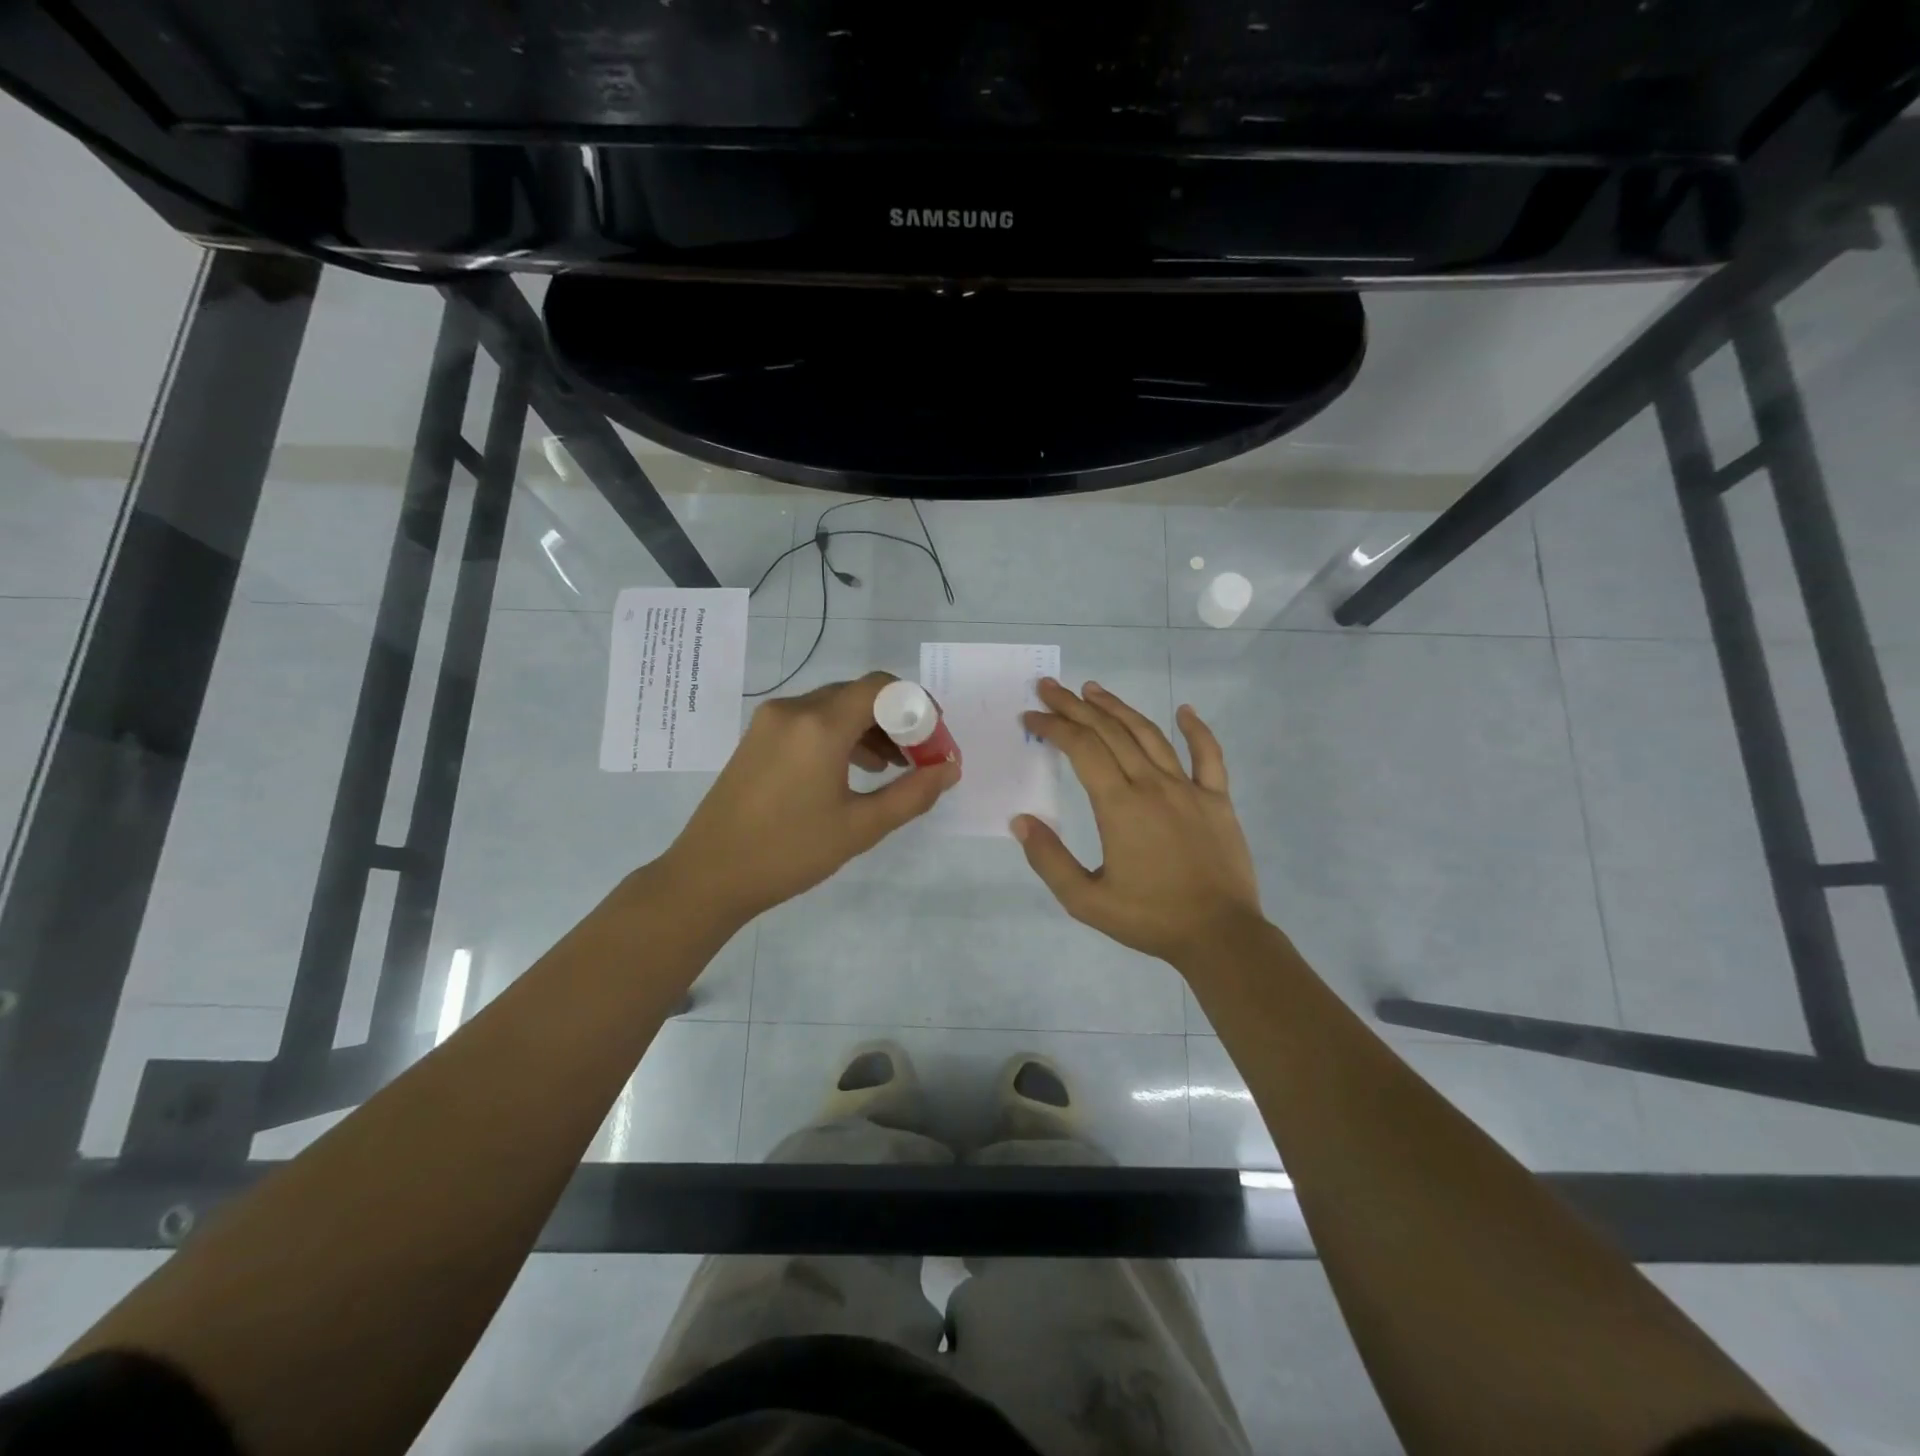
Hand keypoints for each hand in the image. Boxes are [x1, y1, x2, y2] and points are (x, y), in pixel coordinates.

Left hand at [662, 672, 959, 921]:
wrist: (708, 876)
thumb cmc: (789, 853)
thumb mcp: (860, 827)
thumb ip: (912, 794)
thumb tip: (950, 769)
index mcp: (819, 726)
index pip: (881, 688)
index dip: (917, 704)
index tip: (937, 736)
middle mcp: (794, 710)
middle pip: (859, 694)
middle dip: (897, 719)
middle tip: (921, 755)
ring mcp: (771, 721)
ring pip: (835, 706)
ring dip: (870, 728)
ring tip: (896, 766)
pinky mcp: (758, 737)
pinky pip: (811, 721)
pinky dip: (842, 735)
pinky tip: (857, 769)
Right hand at [1015, 678, 1262, 967]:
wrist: (1220, 936)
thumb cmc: (1149, 918)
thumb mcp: (1085, 900)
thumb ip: (1049, 859)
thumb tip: (1020, 820)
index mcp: (1119, 805)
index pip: (1081, 749)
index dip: (1053, 727)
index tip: (1031, 716)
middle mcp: (1152, 785)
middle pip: (1110, 732)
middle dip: (1075, 706)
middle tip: (1050, 687)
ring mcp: (1189, 788)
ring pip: (1150, 734)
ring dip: (1119, 708)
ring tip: (1094, 690)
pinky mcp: (1218, 799)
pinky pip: (1209, 755)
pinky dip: (1196, 729)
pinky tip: (1184, 710)